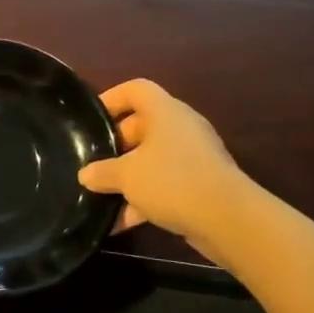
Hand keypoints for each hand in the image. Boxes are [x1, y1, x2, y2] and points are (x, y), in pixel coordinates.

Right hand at [78, 80, 243, 239]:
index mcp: (165, 112)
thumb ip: (102, 172)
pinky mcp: (201, 183)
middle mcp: (181, 128)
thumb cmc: (172, 181)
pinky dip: (144, 199)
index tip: (90, 118)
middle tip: (92, 163)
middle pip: (141, 126)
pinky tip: (122, 223)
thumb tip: (85, 174)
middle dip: (114, 147)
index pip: (135, 89)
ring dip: (128, 178)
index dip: (111, 98)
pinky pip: (165, 183)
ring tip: (101, 197)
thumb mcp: (126, 176)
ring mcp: (193, 156)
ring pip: (152, 159)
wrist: (227, 219)